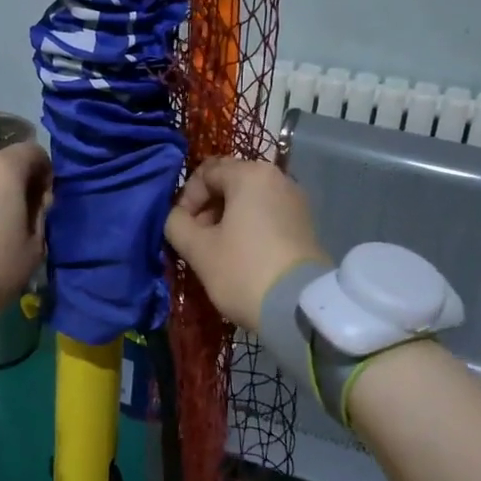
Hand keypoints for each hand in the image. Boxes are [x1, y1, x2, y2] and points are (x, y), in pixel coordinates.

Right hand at [165, 158, 328, 333]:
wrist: (298, 308)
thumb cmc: (243, 270)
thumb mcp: (198, 249)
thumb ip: (177, 224)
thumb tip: (176, 218)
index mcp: (250, 174)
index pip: (206, 172)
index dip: (186, 198)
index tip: (181, 228)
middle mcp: (277, 178)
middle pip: (229, 182)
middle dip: (206, 208)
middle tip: (196, 240)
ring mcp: (295, 200)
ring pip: (248, 199)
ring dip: (225, 219)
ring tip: (216, 251)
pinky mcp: (304, 223)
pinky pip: (266, 214)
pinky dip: (247, 227)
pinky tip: (240, 255)